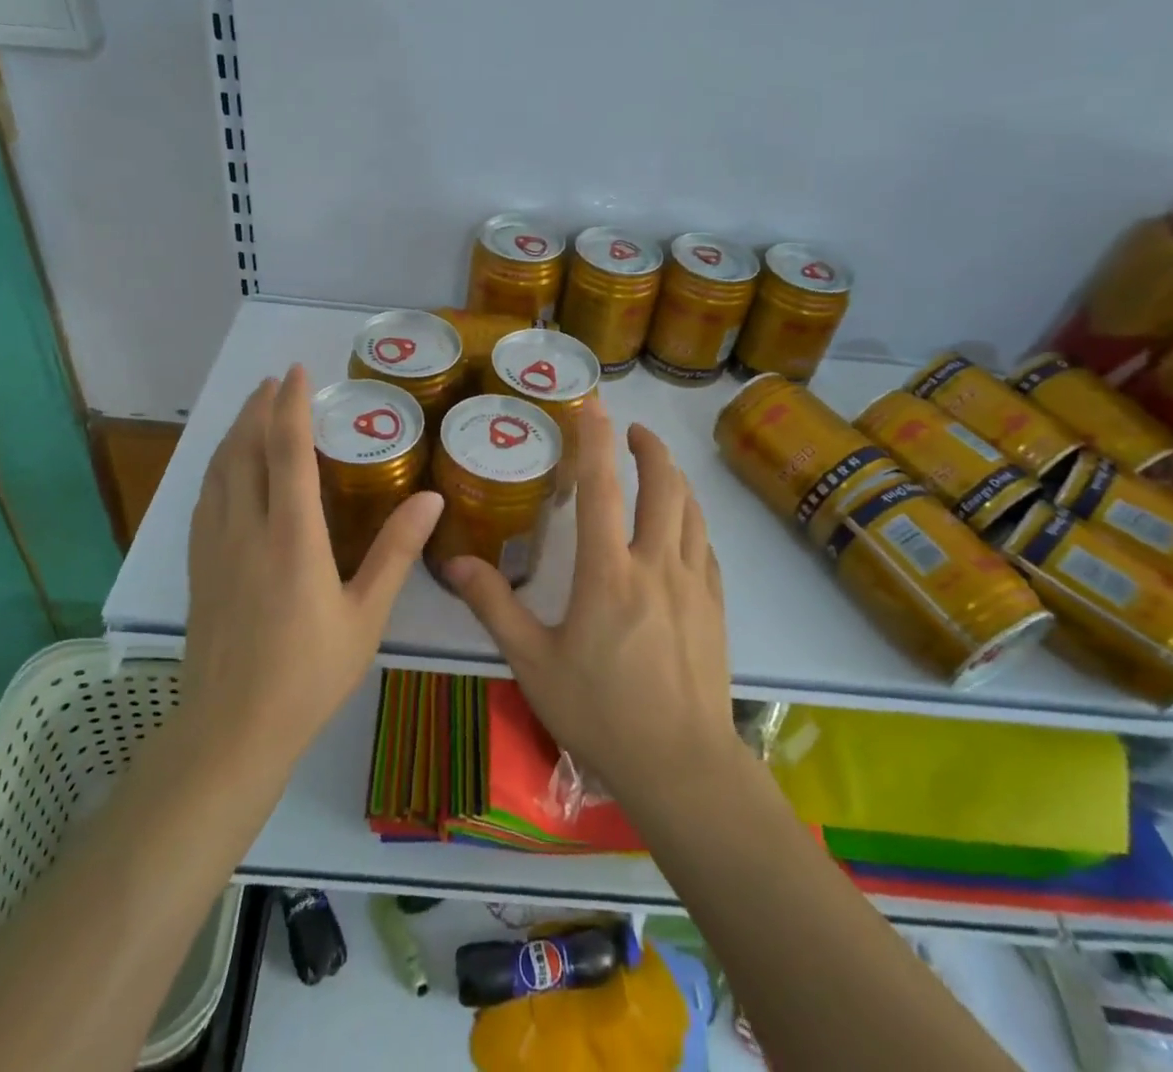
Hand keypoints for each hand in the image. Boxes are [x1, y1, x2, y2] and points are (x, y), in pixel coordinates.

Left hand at [183, 366, 442, 764]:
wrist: (232, 730)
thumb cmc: (308, 674)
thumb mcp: (365, 616)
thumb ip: (395, 553)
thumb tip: (431, 499)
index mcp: (292, 537)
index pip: (287, 452)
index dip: (291, 406)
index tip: (296, 371)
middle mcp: (247, 529)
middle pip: (245, 450)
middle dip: (258, 408)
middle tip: (274, 381)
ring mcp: (215, 547)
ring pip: (219, 470)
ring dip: (235, 432)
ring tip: (251, 410)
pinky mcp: (199, 566)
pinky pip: (206, 498)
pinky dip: (218, 467)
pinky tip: (225, 469)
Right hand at [444, 398, 740, 805]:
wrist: (682, 766)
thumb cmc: (601, 714)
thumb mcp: (533, 663)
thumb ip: (495, 607)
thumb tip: (456, 563)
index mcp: (608, 572)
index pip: (602, 487)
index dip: (596, 439)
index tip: (595, 405)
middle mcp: (656, 564)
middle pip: (663, 486)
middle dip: (649, 448)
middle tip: (633, 430)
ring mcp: (694, 585)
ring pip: (692, 512)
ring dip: (675, 479)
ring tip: (659, 468)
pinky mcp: (716, 608)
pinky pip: (707, 548)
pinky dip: (694, 522)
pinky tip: (685, 528)